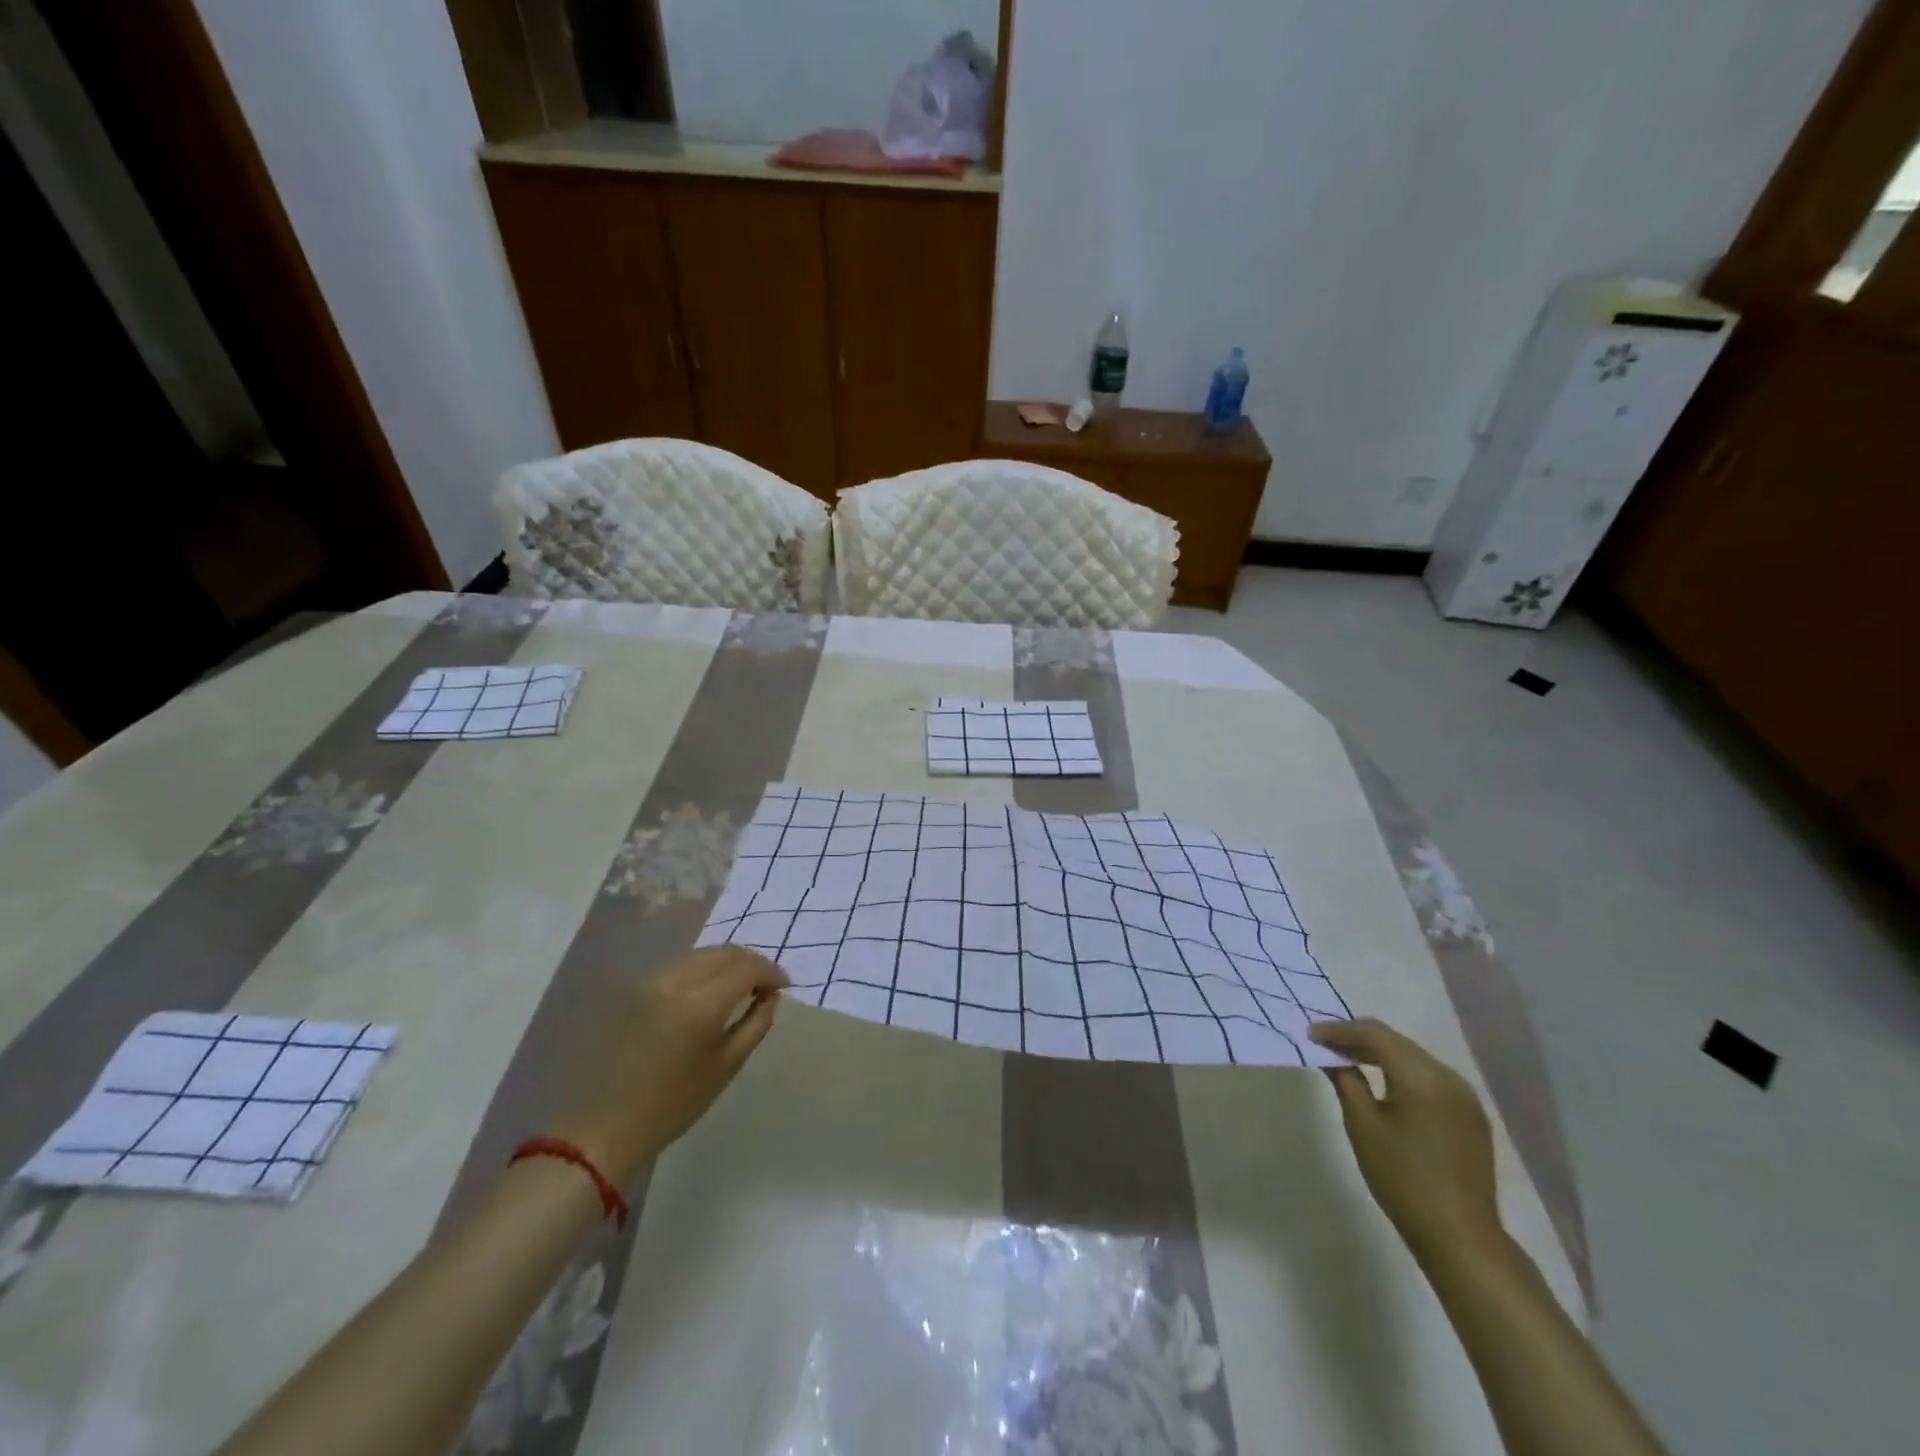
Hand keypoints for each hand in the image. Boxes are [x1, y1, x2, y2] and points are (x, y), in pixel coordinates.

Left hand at [550, 947, 787, 1185]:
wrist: (609, 1124)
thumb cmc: (675, 1103)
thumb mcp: (728, 1065)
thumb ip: (756, 1022)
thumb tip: (771, 995)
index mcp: (701, 1004)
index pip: (747, 968)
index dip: (771, 972)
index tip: (784, 987)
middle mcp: (676, 981)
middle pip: (725, 952)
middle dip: (751, 962)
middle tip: (766, 984)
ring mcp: (653, 981)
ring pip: (703, 954)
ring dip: (727, 963)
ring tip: (741, 985)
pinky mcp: (638, 987)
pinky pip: (682, 965)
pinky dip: (704, 969)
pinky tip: (711, 989)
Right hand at [1309, 1018, 1503, 1267]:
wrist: (1460, 1237)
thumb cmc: (1402, 1180)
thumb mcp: (1363, 1126)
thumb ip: (1346, 1080)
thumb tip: (1330, 1054)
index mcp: (1422, 1077)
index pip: (1375, 1034)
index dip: (1340, 1030)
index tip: (1311, 1035)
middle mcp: (1449, 1077)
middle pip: (1396, 1042)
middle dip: (1358, 1039)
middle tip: (1324, 1044)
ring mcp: (1465, 1096)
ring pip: (1413, 1057)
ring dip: (1379, 1054)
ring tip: (1347, 1060)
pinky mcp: (1470, 1114)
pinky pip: (1429, 1077)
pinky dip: (1401, 1072)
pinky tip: (1382, 1082)